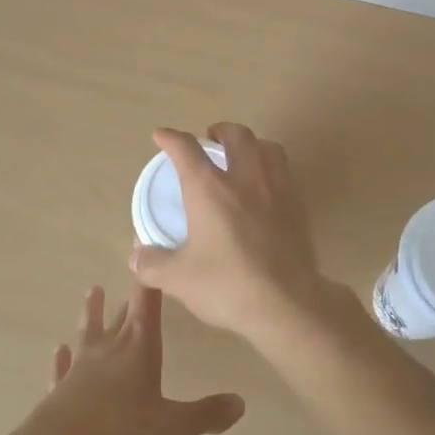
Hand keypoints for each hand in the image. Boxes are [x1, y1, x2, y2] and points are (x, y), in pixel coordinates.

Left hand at [14, 283, 244, 434]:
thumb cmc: (121, 432)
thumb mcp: (173, 427)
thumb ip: (206, 413)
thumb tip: (240, 402)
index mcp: (139, 347)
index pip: (147, 301)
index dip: (150, 275)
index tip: (144, 241)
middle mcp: (109, 348)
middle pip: (122, 314)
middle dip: (130, 294)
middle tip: (132, 269)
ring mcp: (81, 367)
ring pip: (89, 331)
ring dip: (92, 312)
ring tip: (92, 290)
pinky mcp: (60, 390)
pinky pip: (62, 369)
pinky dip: (61, 359)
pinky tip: (57, 350)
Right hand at [129, 123, 338, 341]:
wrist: (287, 303)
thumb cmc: (228, 286)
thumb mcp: (179, 279)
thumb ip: (153, 264)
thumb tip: (136, 256)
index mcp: (209, 189)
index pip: (185, 149)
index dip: (170, 138)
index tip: (161, 136)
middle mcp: (244, 178)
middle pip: (235, 135)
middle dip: (219, 130)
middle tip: (210, 139)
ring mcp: (276, 188)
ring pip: (267, 147)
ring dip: (251, 143)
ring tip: (243, 155)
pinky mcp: (298, 205)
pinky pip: (285, 171)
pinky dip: (271, 167)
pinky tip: (265, 187)